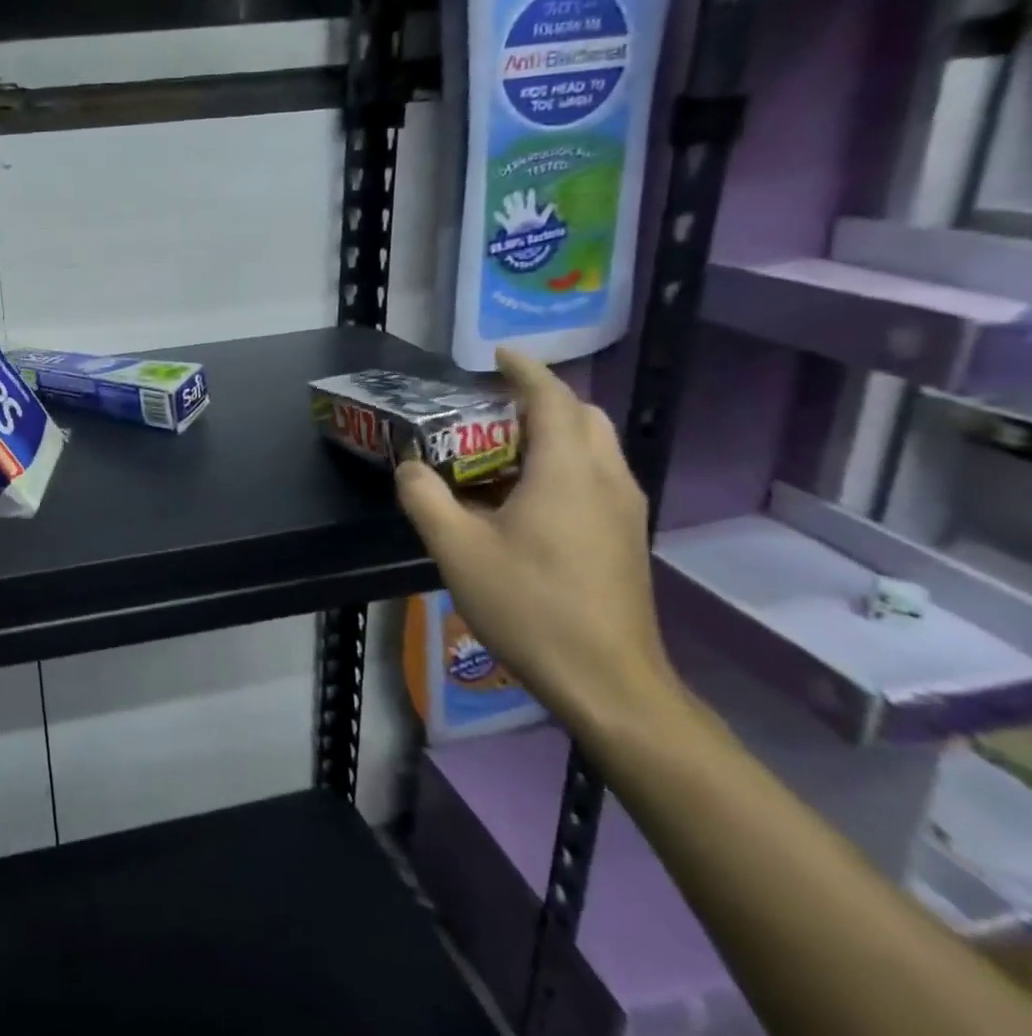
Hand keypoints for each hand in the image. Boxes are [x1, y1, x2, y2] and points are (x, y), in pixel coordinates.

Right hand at [393, 349, 676, 729]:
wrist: (607, 681)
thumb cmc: (529, 606)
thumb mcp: (456, 549)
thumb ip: (425, 498)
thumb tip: (410, 467)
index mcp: (566, 470)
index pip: (551, 397)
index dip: (525, 370)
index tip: (498, 354)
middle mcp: (605, 478)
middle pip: (581, 415)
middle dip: (540, 400)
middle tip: (491, 408)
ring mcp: (623, 509)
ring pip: (593, 446)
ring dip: (552, 433)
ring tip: (501, 450)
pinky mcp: (626, 536)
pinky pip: (595, 476)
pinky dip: (563, 463)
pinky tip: (524, 498)